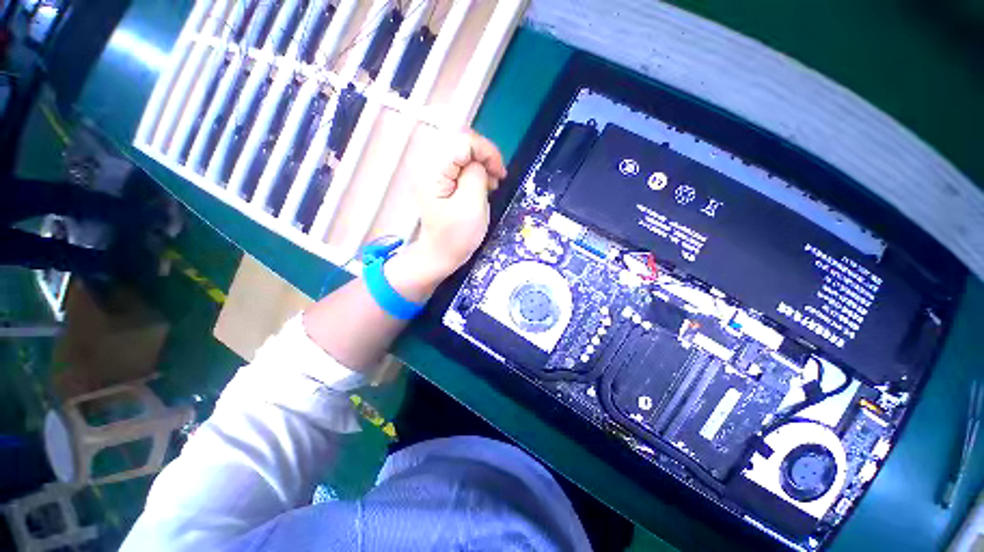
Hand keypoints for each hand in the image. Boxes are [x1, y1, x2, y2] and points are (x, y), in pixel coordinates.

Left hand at [412, 130, 506, 277]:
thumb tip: (480, 162)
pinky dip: (474, 168)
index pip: (463, 140)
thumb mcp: (472, 207)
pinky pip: (459, 160)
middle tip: (495, 178)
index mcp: (433, 171)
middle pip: (461, 139)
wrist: (439, 254)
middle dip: (484, 155)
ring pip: (462, 148)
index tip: (499, 174)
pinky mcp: (437, 176)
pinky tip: (481, 184)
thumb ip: (476, 176)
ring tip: (490, 184)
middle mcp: (427, 163)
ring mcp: (431, 169)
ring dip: (481, 162)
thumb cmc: (456, 236)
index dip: (487, 151)